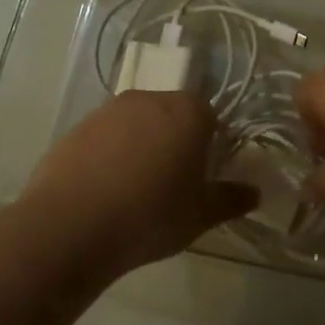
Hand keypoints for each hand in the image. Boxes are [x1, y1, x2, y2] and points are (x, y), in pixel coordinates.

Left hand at [21, 90, 256, 276]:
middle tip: (173, 182)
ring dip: (141, 146)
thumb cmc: (150, 215)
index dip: (210, 144)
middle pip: (172, 114)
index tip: (204, 174)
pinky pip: (104, 138)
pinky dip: (109, 156)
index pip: (210, 116)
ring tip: (135, 189)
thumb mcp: (201, 215)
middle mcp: (149, 99)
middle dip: (175, 141)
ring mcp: (108, 110)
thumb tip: (254, 193)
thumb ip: (231, 199)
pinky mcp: (76, 128)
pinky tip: (105, 190)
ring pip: (136, 124)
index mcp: (188, 112)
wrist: (70, 226)